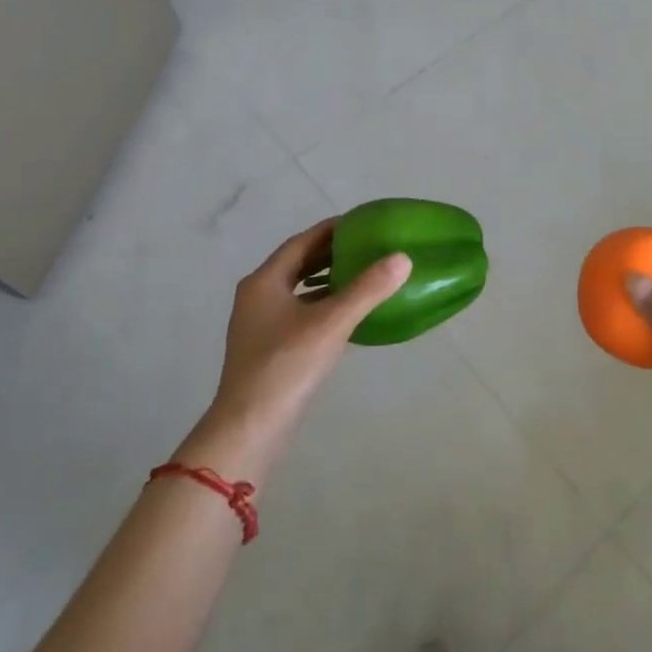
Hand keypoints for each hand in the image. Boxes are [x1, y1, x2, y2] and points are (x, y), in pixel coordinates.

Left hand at [177, 220, 410, 483]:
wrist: (250, 428)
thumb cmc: (286, 367)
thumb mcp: (331, 324)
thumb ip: (367, 289)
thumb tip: (402, 258)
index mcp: (264, 282)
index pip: (302, 242)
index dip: (332, 230)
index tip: (363, 222)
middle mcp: (258, 296)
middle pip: (298, 263)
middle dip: (332, 253)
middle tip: (369, 244)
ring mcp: (260, 324)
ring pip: (299, 289)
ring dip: (327, 279)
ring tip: (363, 273)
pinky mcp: (268, 348)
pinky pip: (300, 312)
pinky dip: (323, 304)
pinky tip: (348, 313)